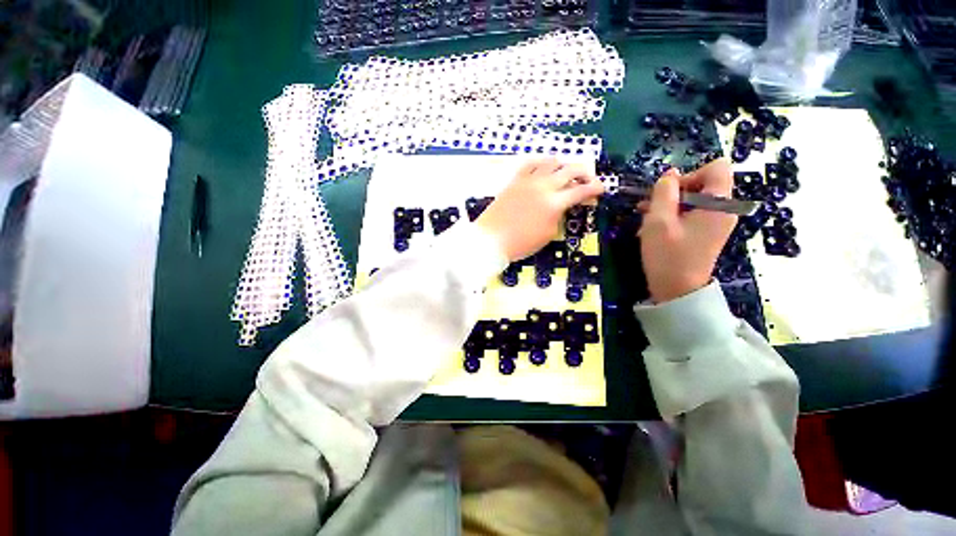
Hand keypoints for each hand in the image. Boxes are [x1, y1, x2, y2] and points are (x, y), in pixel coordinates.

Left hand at [477, 158, 604, 261]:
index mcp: (554, 203)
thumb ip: (558, 216)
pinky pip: (530, 164)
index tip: (601, 189)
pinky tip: (543, 169)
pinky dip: (541, 164)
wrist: (491, 240)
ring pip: (551, 162)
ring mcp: (528, 181)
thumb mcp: (548, 234)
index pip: (581, 191)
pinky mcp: (514, 181)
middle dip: (584, 173)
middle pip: (570, 170)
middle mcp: (543, 187)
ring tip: (565, 173)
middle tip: (587, 180)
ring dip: (563, 165)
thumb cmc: (521, 243)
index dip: (595, 188)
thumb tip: (562, 206)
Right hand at [639, 159, 736, 302]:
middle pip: (703, 183)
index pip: (716, 167)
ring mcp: (716, 222)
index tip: (669, 192)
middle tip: (649, 207)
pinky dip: (673, 215)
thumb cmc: (668, 256)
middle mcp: (724, 210)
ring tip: (645, 217)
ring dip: (669, 204)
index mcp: (720, 204)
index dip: (690, 174)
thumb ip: (664, 192)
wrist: (677, 291)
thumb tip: (670, 173)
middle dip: (674, 191)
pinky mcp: (706, 232)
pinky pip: (692, 213)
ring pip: (694, 199)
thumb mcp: (658, 221)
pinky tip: (654, 227)